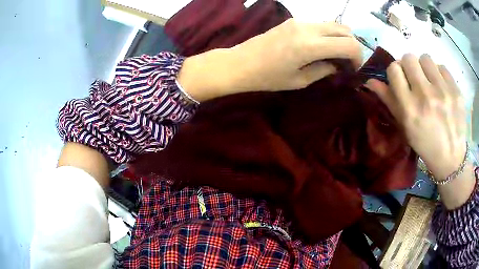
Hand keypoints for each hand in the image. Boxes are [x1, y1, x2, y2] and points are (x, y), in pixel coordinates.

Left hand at [178, 19, 362, 100]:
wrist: (240, 63)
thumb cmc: (268, 77)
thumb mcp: (300, 81)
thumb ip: (324, 70)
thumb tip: (338, 65)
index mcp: (310, 45)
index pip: (349, 44)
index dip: (358, 57)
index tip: (353, 69)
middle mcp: (308, 28)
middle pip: (345, 30)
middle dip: (353, 46)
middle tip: (347, 63)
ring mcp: (300, 21)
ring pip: (334, 24)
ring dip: (341, 39)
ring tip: (335, 56)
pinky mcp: (294, 20)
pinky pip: (320, 24)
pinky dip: (329, 35)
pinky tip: (322, 48)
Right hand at [367, 54, 466, 180]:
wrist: (451, 157)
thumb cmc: (425, 143)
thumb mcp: (405, 127)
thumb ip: (389, 100)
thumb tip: (370, 81)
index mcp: (409, 108)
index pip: (394, 69)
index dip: (396, 72)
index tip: (401, 79)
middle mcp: (425, 96)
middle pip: (409, 58)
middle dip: (409, 66)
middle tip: (416, 79)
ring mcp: (443, 91)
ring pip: (426, 58)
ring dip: (425, 68)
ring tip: (430, 82)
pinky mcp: (455, 90)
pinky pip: (442, 67)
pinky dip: (439, 74)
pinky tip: (442, 88)